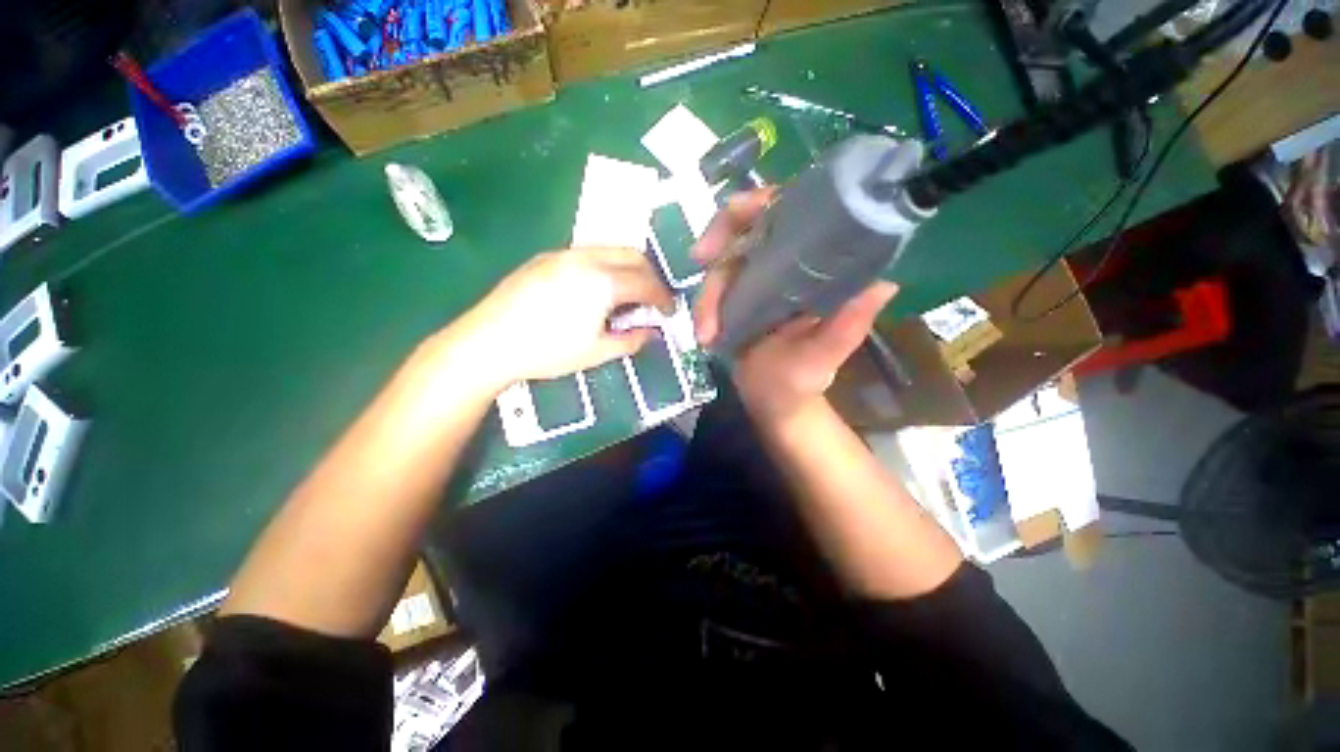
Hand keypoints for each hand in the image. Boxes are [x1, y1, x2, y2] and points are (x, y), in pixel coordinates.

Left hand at [458, 247, 673, 387]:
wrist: (488, 342)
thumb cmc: (547, 352)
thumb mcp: (597, 352)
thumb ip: (631, 339)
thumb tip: (651, 332)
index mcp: (602, 282)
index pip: (646, 282)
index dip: (663, 297)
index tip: (669, 311)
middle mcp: (586, 258)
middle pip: (633, 255)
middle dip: (650, 276)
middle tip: (652, 300)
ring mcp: (564, 253)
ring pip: (610, 249)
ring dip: (628, 268)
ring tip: (626, 295)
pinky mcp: (546, 257)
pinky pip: (588, 253)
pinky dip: (605, 266)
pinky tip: (596, 290)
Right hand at [693, 189, 897, 422]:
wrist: (773, 400)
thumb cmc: (803, 379)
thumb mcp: (825, 356)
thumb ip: (846, 327)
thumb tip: (882, 286)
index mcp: (814, 267)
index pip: (791, 213)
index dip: (763, 202)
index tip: (738, 212)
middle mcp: (785, 265)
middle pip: (746, 228)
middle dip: (719, 237)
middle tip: (700, 256)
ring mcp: (756, 280)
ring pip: (722, 264)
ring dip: (708, 295)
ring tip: (706, 334)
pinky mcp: (735, 298)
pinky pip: (712, 290)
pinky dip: (703, 307)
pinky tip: (704, 334)